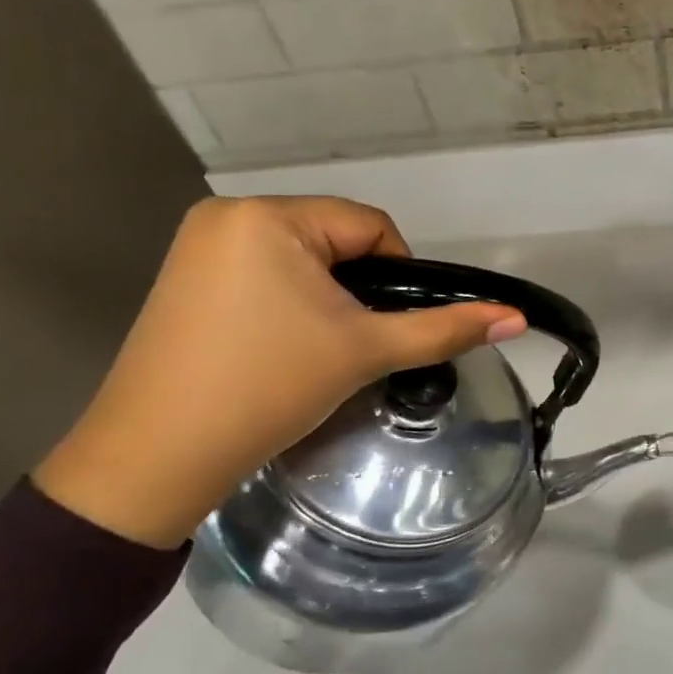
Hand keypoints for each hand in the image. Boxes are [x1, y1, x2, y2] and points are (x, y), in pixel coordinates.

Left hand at [33, 197, 525, 549]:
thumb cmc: (267, 389)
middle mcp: (228, 214)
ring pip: (300, 259)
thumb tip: (517, 318)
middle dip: (357, 290)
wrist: (154, 459)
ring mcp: (198, 245)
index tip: (387, 329)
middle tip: (354, 346)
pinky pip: (261, 273)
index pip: (371, 227)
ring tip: (318, 351)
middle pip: (334, 240)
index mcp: (268, 216)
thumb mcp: (365, 352)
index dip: (398, 276)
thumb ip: (445, 330)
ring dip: (325, 298)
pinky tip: (279, 347)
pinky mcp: (182, 278)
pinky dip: (286, 303)